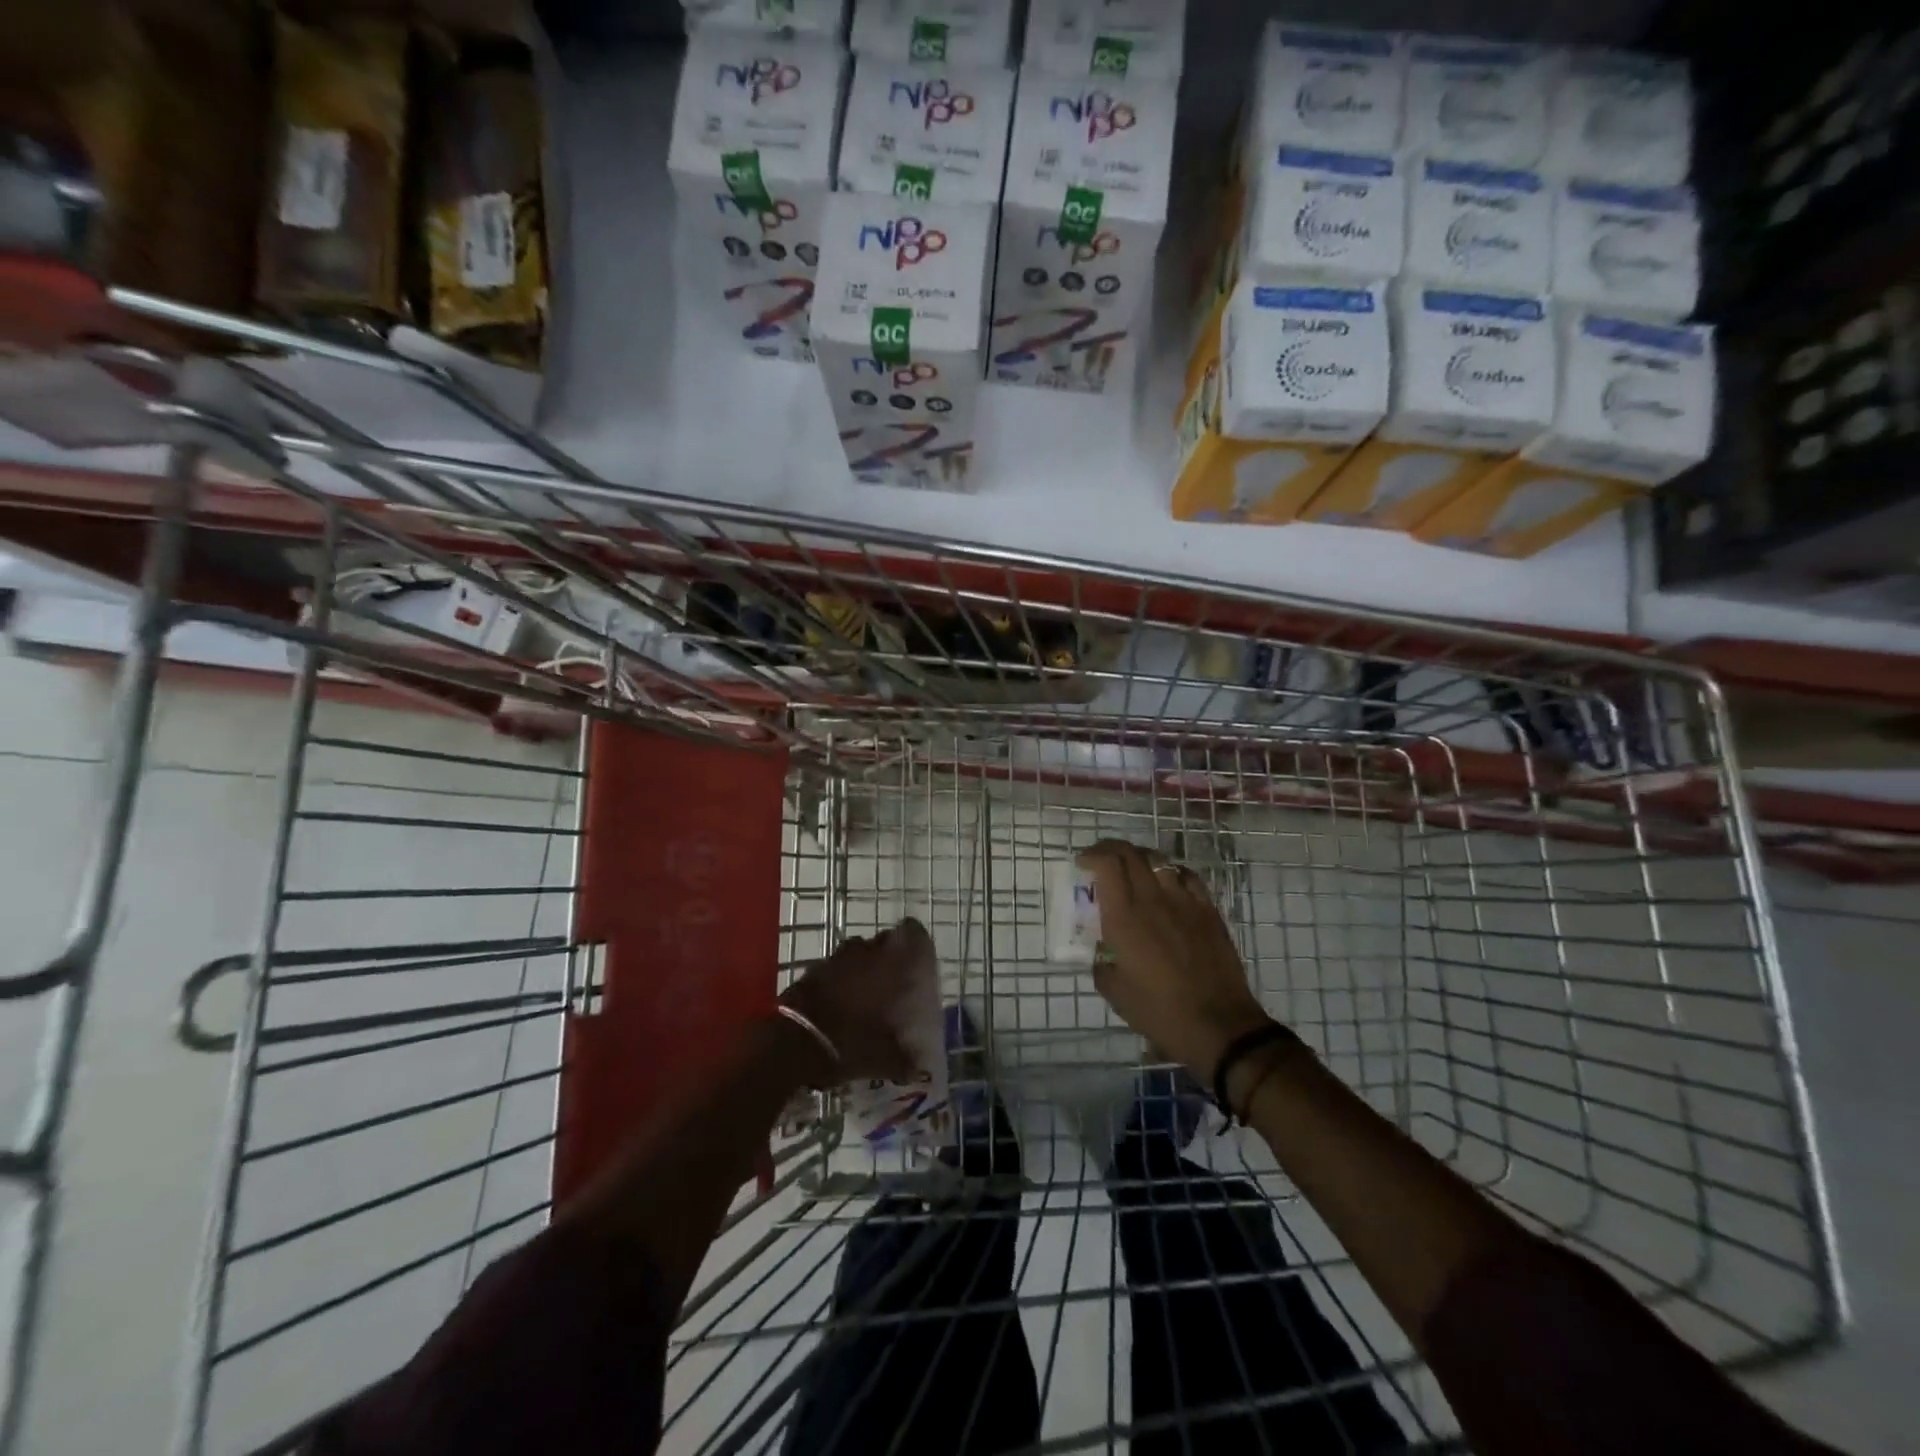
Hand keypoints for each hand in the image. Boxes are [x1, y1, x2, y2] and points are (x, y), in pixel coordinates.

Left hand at [780, 918, 928, 1083]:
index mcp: (889, 964)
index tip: (919, 954)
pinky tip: (840, 1001)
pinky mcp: (811, 971)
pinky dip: (838, 979)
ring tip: (866, 992)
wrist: (793, 1043)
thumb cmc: (848, 1042)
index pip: (910, 932)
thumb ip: (903, 1059)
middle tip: (893, 980)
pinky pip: (833, 967)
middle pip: (881, 943)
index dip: (915, 938)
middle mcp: (864, 953)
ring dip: (861, 967)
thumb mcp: (882, 1059)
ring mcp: (835, 959)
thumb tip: (918, 1068)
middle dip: (887, 957)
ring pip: (856, 953)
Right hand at [1077, 840, 1271, 1075]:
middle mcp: (1153, 899)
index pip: (1107, 864)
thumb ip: (1100, 962)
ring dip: (1139, 859)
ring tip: (1133, 872)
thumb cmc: (1159, 1011)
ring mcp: (1184, 901)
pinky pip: (1187, 876)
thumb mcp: (1114, 992)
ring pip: (1159, 859)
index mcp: (1124, 917)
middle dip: (1110, 850)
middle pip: (1130, 853)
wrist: (1218, 1025)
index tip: (1082, 864)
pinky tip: (1168, 886)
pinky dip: (1170, 872)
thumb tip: (1102, 949)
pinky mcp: (1208, 910)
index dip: (1092, 855)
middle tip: (1101, 862)